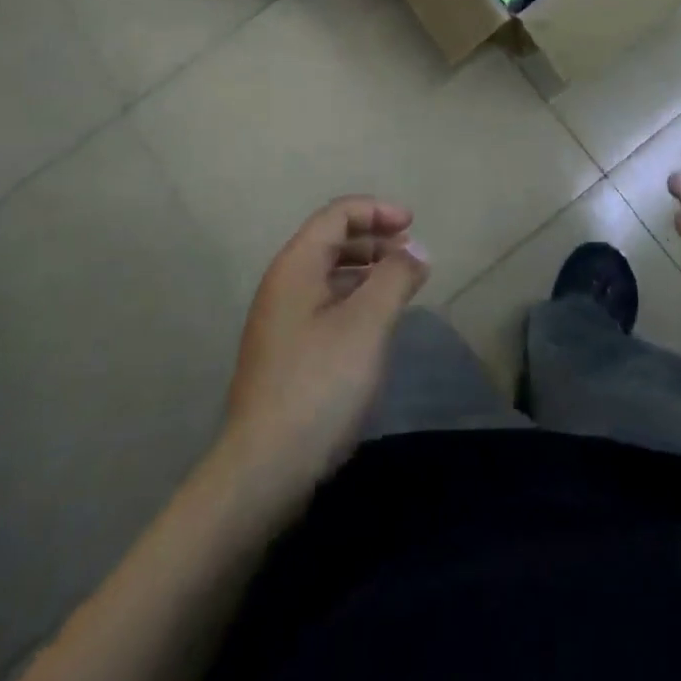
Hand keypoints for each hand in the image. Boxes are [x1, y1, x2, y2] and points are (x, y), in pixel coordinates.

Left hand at [221, 197, 428, 496]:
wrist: (264, 469)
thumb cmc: (320, 384)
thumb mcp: (368, 324)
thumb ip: (396, 277)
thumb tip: (416, 250)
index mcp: (296, 266)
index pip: (336, 215)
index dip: (376, 210)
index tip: (412, 224)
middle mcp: (283, 284)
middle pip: (330, 240)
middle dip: (374, 238)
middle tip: (411, 253)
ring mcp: (280, 320)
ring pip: (328, 274)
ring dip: (366, 269)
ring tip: (400, 283)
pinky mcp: (285, 352)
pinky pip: (324, 304)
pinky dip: (354, 297)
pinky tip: (376, 322)